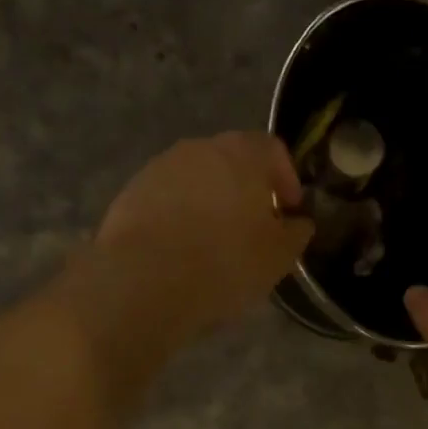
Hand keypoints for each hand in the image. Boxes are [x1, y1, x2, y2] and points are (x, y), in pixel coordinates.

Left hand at [94, 132, 314, 335]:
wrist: (145, 280)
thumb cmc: (225, 261)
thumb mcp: (279, 256)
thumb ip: (296, 233)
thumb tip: (297, 223)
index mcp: (242, 153)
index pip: (273, 150)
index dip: (286, 180)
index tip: (288, 212)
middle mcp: (199, 148)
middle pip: (232, 161)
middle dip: (246, 190)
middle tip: (252, 228)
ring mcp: (159, 168)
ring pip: (196, 180)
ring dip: (209, 203)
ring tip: (213, 243)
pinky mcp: (130, 193)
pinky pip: (166, 200)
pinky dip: (178, 217)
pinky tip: (180, 250)